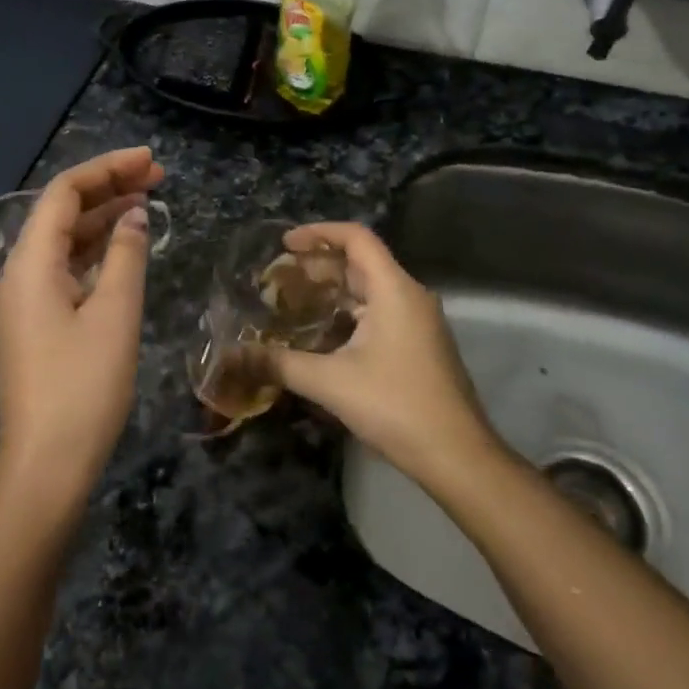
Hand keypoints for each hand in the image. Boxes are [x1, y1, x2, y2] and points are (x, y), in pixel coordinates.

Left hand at [0, 147, 163, 508]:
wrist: (46, 465)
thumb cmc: (83, 387)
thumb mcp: (115, 315)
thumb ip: (127, 256)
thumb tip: (135, 215)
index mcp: (31, 263)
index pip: (64, 193)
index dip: (107, 168)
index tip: (149, 160)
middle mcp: (22, 272)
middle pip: (62, 211)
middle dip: (108, 187)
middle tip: (157, 175)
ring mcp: (27, 299)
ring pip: (65, 239)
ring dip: (104, 216)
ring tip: (148, 200)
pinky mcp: (39, 321)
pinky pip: (67, 266)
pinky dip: (97, 249)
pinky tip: (125, 245)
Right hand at [267, 223, 500, 488]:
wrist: (456, 455)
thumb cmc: (395, 406)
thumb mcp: (330, 382)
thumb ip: (279, 363)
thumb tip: (232, 356)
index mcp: (394, 289)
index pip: (356, 238)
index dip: (319, 233)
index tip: (285, 244)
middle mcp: (409, 296)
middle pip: (361, 262)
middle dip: (319, 265)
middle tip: (279, 277)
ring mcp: (418, 321)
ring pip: (370, 289)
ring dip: (333, 290)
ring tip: (293, 301)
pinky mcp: (419, 344)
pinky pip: (379, 312)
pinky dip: (349, 312)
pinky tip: (322, 334)